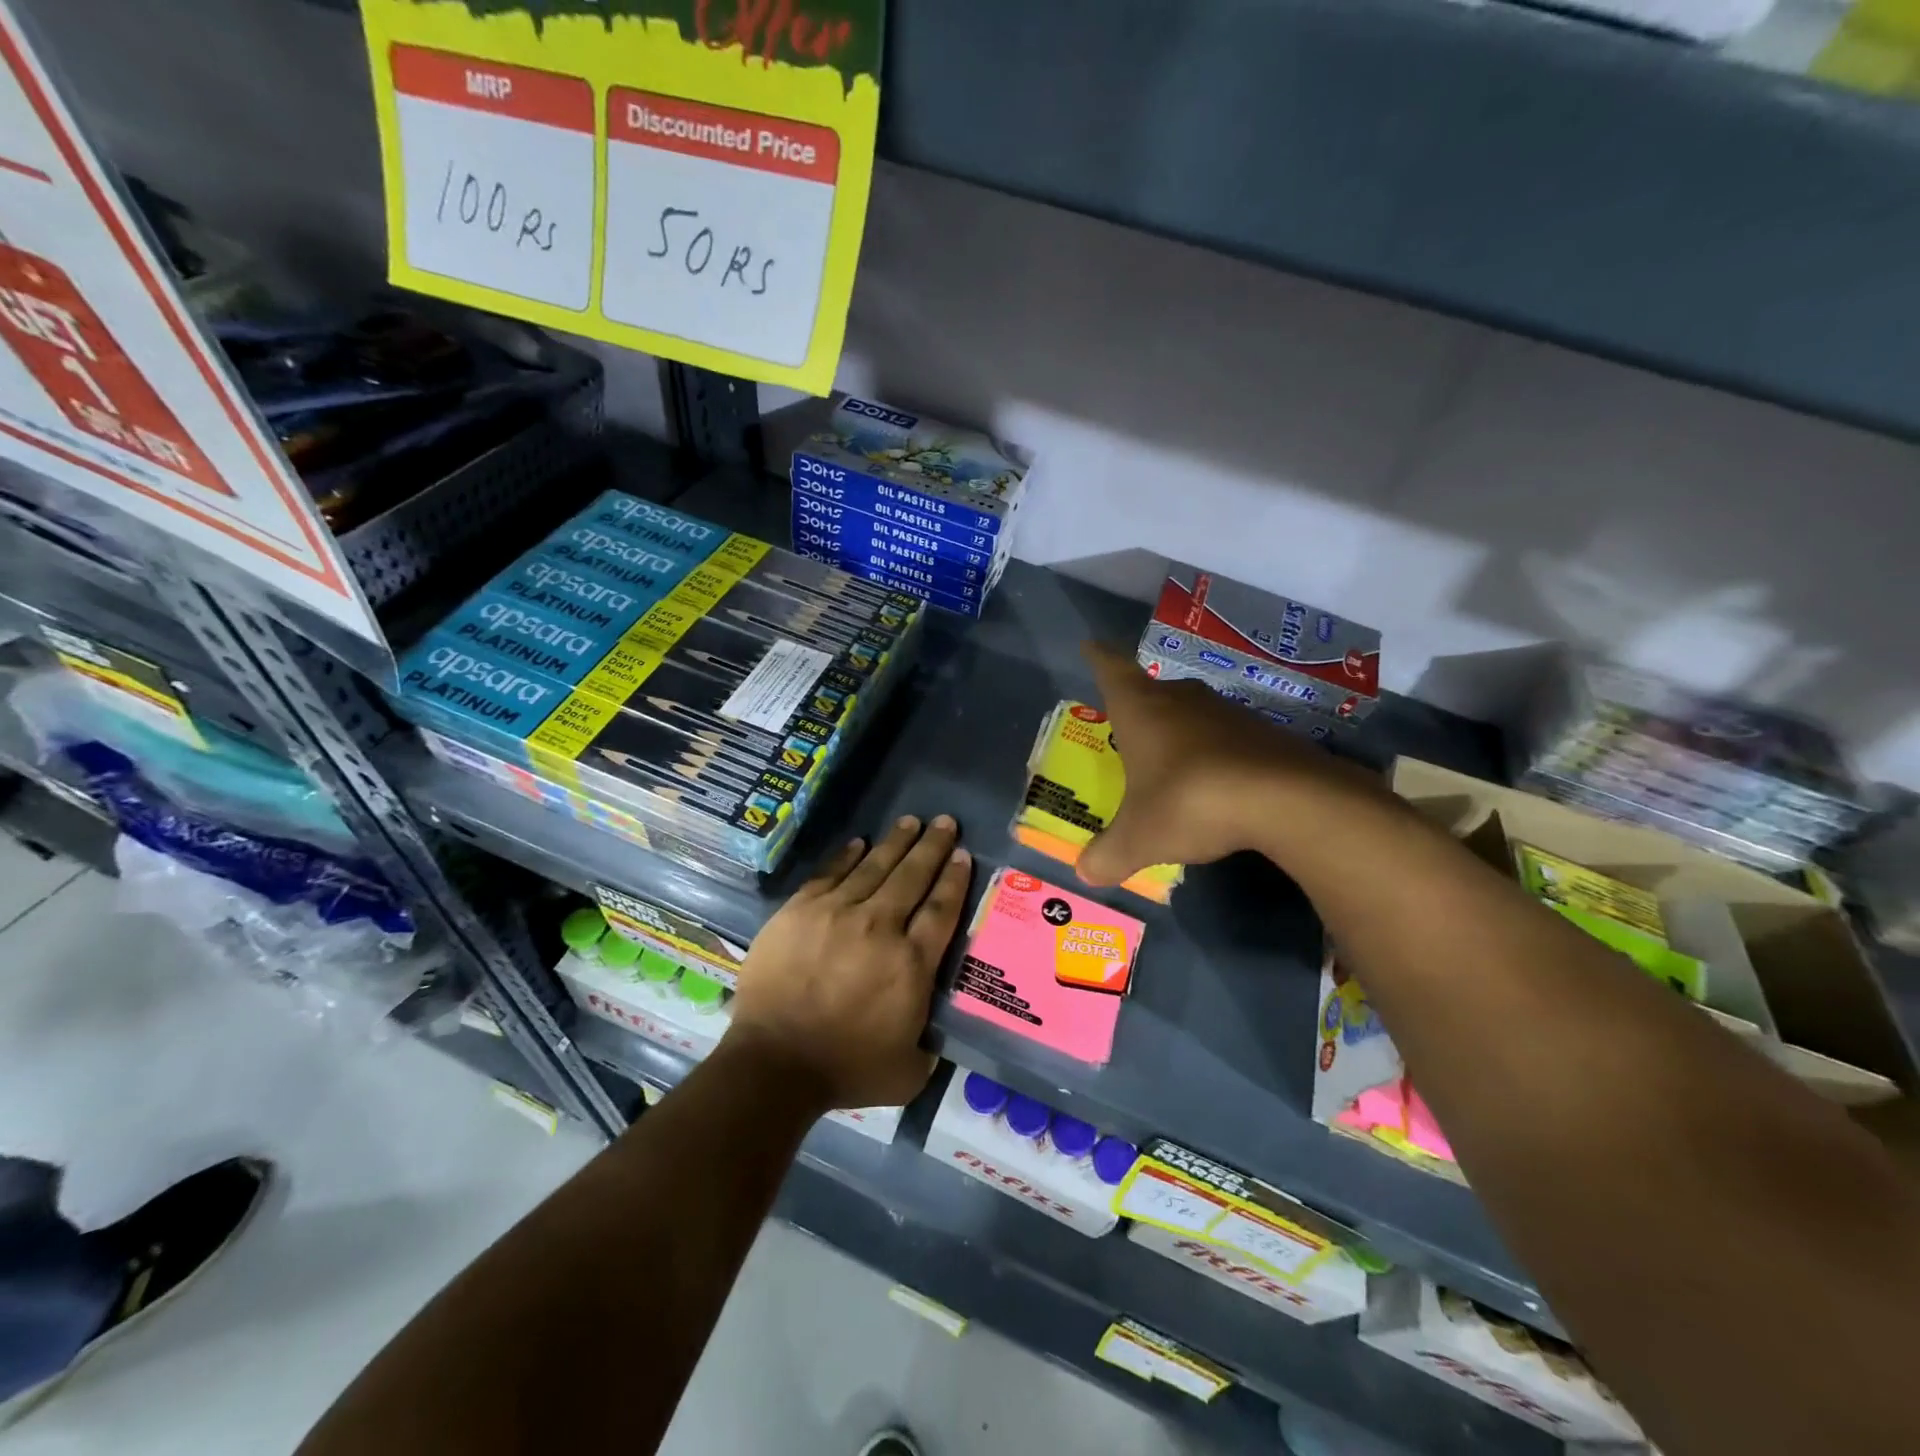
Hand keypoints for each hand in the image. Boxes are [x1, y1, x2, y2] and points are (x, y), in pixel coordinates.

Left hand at [728, 815, 971, 1110]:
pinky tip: (859, 842)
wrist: (775, 1062)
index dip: (955, 878)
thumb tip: (934, 1034)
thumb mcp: (908, 1071)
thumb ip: (928, 1047)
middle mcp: (881, 927)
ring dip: (896, 842)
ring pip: (875, 867)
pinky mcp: (801, 910)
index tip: (963, 855)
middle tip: (945, 822)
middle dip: (933, 846)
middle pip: (913, 876)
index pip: (942, 909)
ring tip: (911, 821)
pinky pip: (830, 874)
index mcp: (912, 963)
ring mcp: (838, 913)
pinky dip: (847, 856)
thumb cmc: (845, 1069)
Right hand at [1077, 641, 1388, 887]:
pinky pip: (1225, 737)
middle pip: (1153, 690)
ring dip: (1179, 730)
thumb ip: (1109, 855)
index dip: (1098, 657)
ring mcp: (1226, 712)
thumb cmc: (1188, 801)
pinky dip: (1213, 753)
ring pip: (1192, 712)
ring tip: (1169, 760)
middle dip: (1139, 704)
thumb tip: (1085, 873)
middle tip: (1127, 725)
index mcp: (1141, 709)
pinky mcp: (1263, 732)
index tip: (1091, 646)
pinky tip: (1213, 782)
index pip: (1111, 669)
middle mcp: (1180, 699)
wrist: (1284, 799)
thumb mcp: (1139, 838)